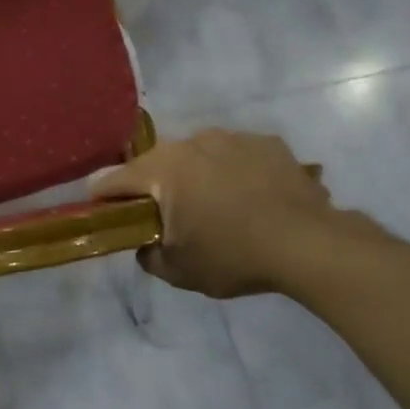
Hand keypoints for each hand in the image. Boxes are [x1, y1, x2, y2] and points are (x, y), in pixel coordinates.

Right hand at [88, 129, 386, 299]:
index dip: (102, 197)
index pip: (114, 180)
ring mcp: (231, 137)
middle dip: (154, 187)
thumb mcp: (180, 271)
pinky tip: (251, 197)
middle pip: (157, 163)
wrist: (309, 243)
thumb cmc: (234, 256)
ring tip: (216, 206)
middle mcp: (191, 142)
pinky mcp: (266, 142)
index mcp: (163, 170)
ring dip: (196, 176)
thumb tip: (145, 245)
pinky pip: (236, 154)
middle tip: (165, 215)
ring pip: (198, 155)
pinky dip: (234, 172)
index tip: (100, 211)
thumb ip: (149, 256)